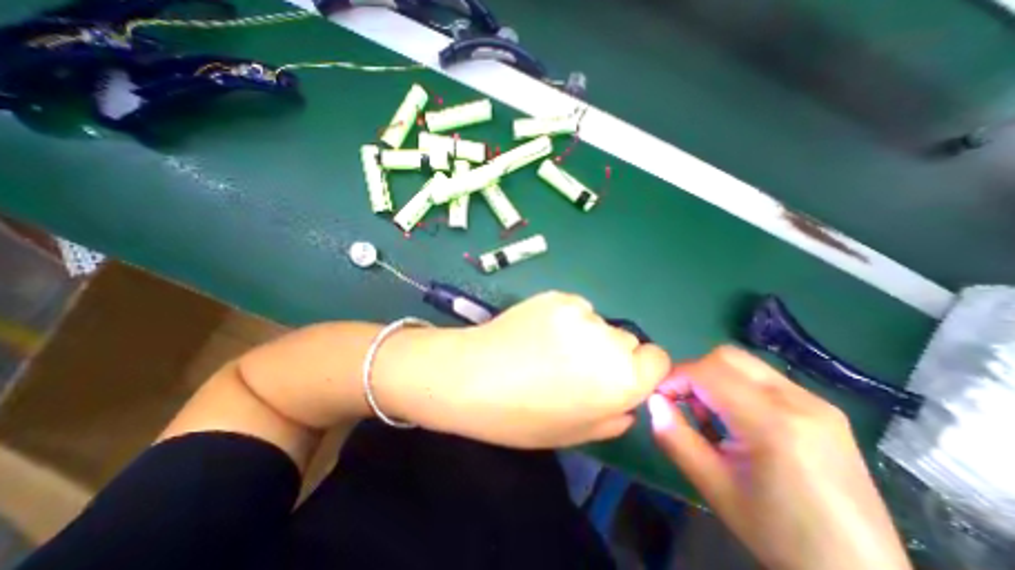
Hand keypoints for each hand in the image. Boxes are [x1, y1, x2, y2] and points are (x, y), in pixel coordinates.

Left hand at [389, 294, 670, 450]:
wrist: (473, 376)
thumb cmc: (522, 416)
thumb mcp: (574, 433)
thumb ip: (613, 418)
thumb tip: (626, 402)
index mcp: (621, 380)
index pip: (658, 359)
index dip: (640, 368)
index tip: (618, 375)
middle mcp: (609, 341)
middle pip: (627, 340)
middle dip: (610, 353)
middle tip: (574, 365)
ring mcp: (581, 313)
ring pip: (598, 323)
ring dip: (586, 334)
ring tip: (549, 347)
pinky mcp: (556, 296)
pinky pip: (575, 308)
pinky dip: (565, 318)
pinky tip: (538, 331)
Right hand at [645, 344, 916, 567]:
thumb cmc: (778, 534)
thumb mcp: (712, 486)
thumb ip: (674, 437)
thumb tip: (654, 401)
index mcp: (772, 424)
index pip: (707, 371)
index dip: (675, 377)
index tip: (661, 398)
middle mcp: (799, 402)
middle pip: (726, 357)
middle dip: (694, 373)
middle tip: (685, 403)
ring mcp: (817, 403)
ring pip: (744, 364)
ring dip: (715, 378)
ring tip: (711, 414)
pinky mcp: (823, 409)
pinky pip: (764, 379)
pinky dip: (737, 387)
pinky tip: (738, 419)